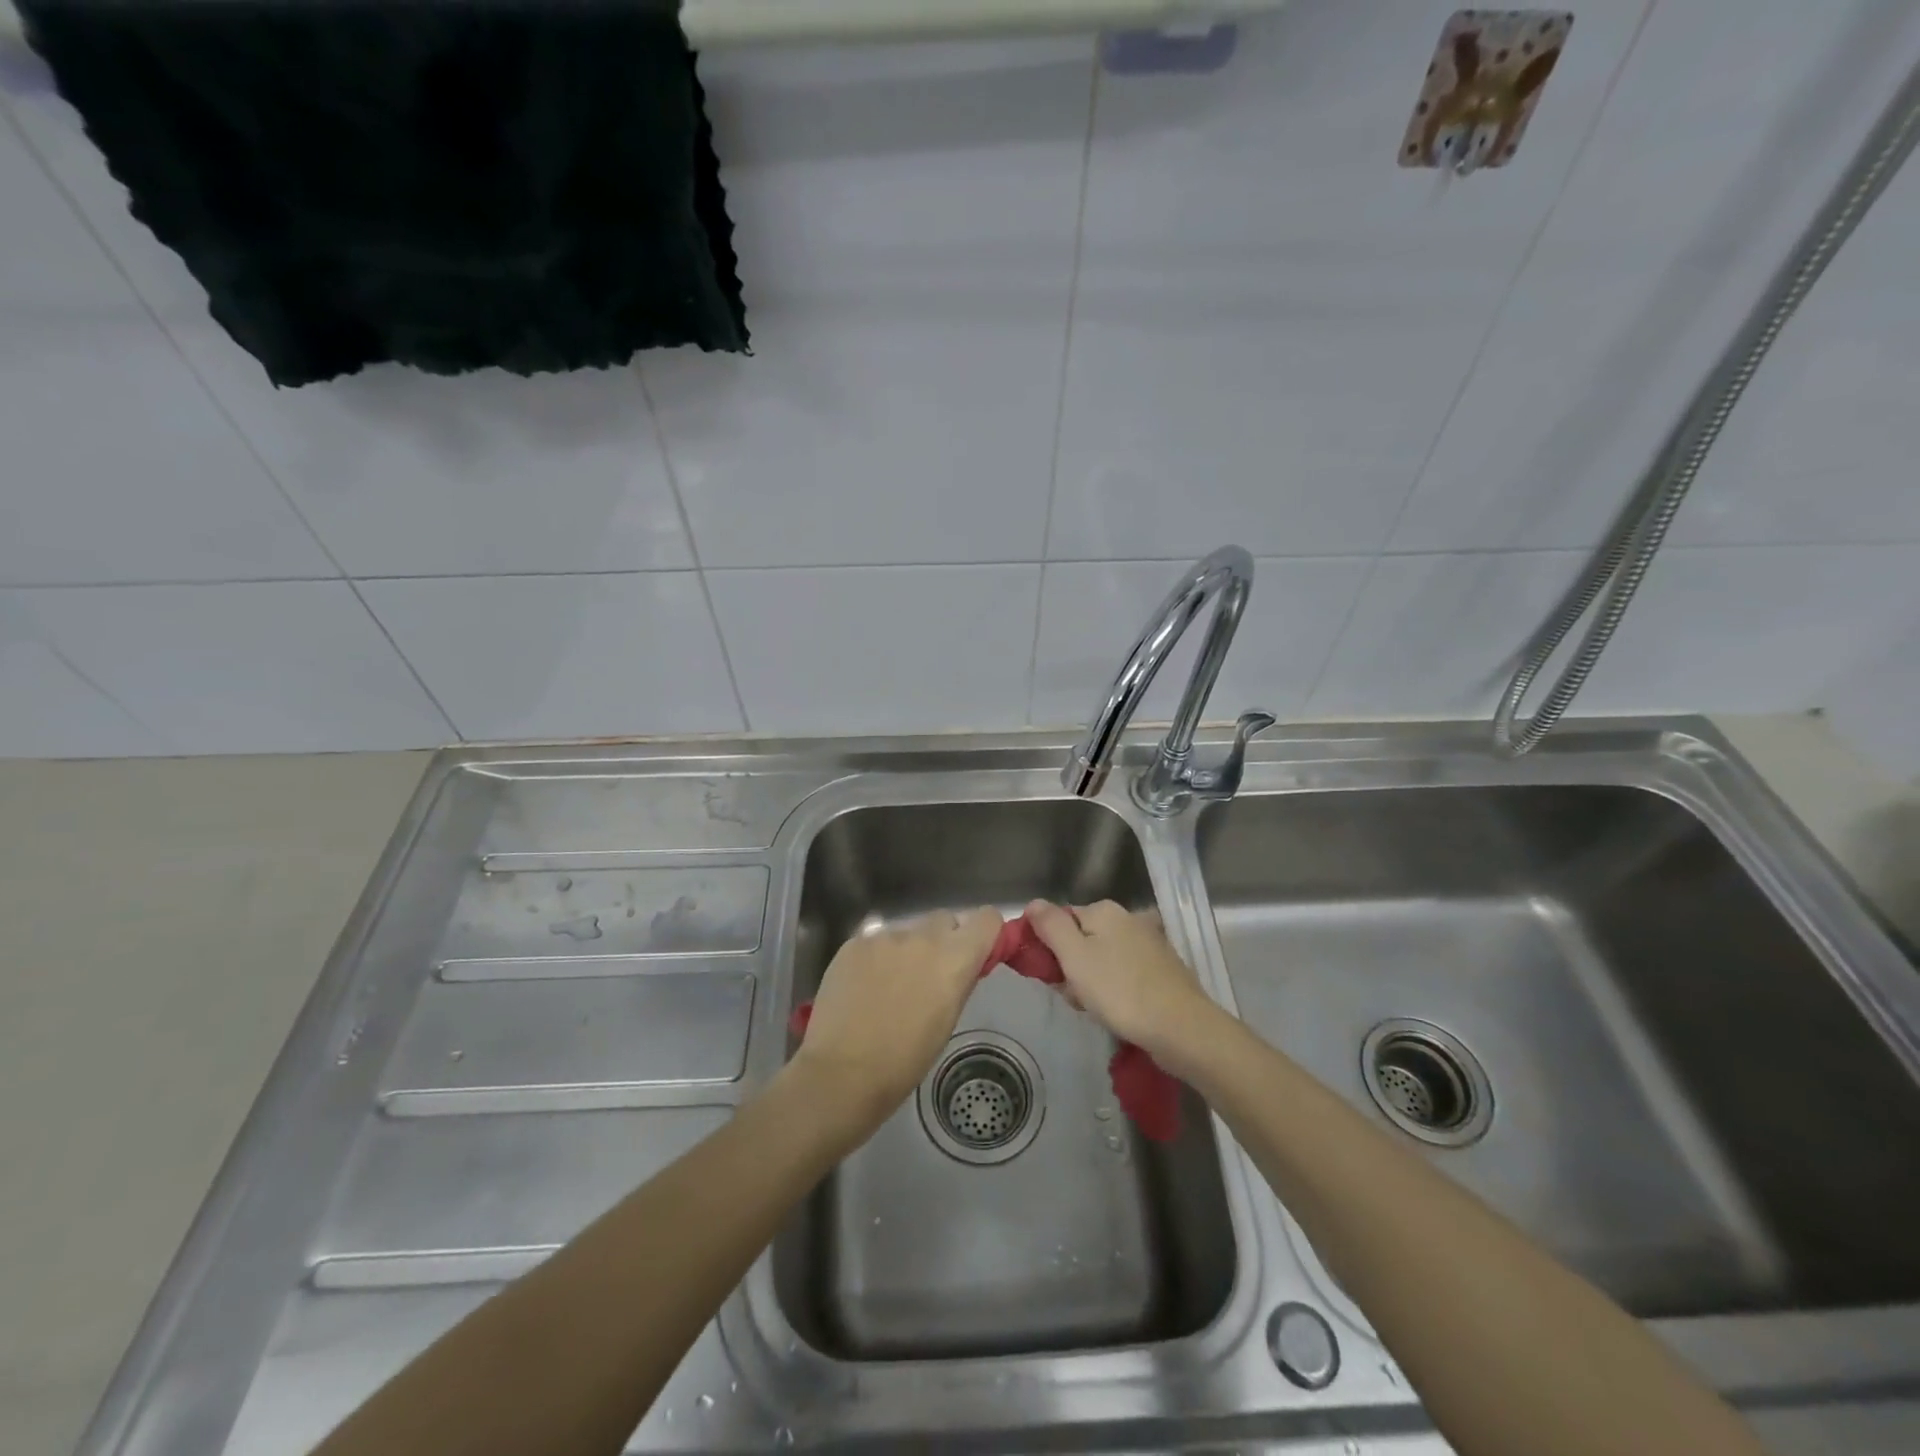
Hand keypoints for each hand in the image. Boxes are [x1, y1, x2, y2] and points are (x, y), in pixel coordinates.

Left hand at [791, 906, 1002, 1127]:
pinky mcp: (854, 943)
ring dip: (907, 951)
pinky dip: (876, 959)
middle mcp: (922, 937)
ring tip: (889, 987)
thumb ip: (958, 981)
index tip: (977, 951)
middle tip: (930, 974)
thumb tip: (962, 965)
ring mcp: (885, 937)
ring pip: (907, 932)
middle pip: (944, 920)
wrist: (842, 1072)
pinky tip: (863, 989)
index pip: (987, 918)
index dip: (985, 932)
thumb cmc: (904, 1061)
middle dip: (943, 940)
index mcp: (954, 958)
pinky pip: (875, 942)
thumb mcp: (947, 1022)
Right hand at [1024, 899, 1224, 1071]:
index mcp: (1104, 910)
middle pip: (1082, 939)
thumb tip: (1033, 902)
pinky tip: (1117, 1012)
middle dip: (1071, 968)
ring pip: (1103, 959)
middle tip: (1073, 995)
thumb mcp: (1074, 957)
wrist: (1181, 1028)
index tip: (1048, 975)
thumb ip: (1050, 926)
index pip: (1060, 920)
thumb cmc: (1120, 991)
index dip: (1048, 947)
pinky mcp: (1163, 969)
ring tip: (1095, 1009)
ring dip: (1092, 983)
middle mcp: (1129, 919)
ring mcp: (1149, 943)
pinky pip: (1125, 974)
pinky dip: (1116, 990)